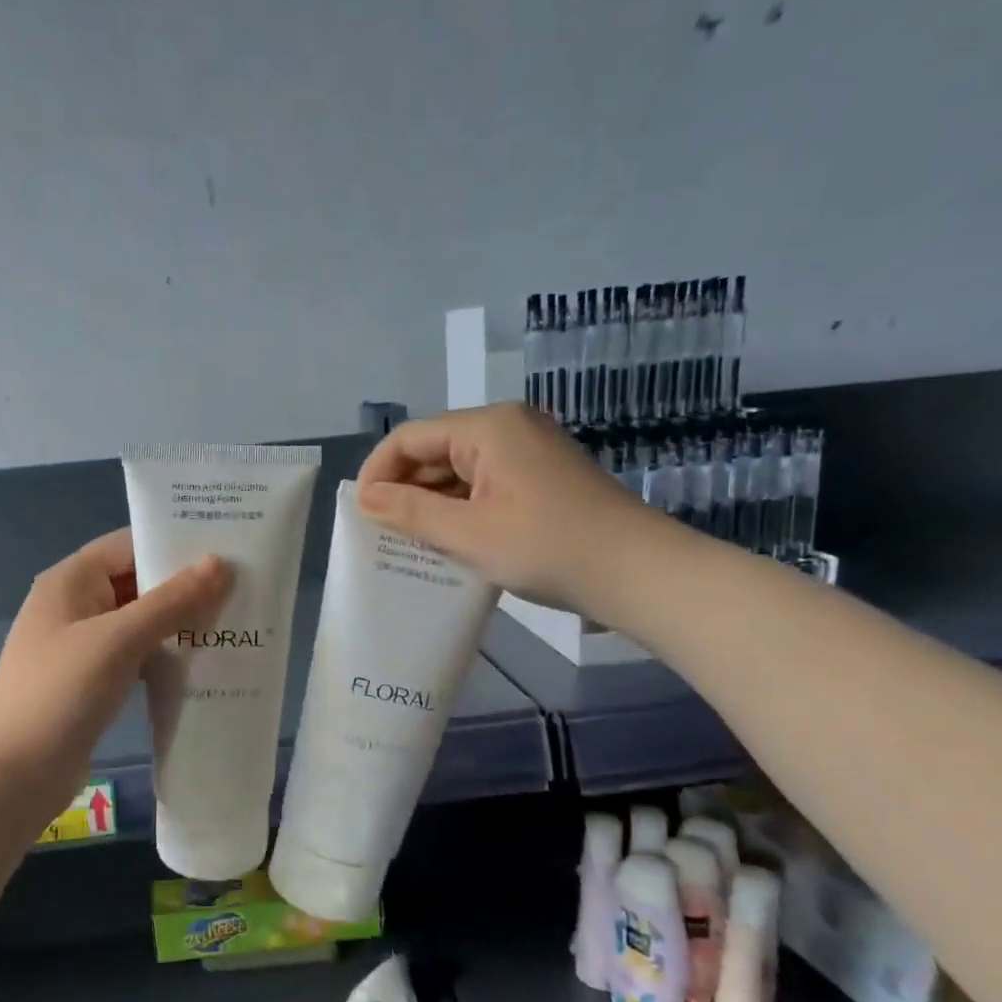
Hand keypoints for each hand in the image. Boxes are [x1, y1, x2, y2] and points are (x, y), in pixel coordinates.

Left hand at [0, 529, 231, 822]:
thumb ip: (171, 601)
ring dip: (178, 624)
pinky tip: (200, 665)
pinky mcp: (89, 680)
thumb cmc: (61, 692)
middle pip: (136, 582)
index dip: (174, 543)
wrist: (11, 775)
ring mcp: (80, 645)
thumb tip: (219, 562)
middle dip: (184, 587)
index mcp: (71, 580)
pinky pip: (134, 655)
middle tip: (242, 589)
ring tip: (232, 624)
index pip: (129, 544)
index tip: (227, 549)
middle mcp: (74, 605)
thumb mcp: (119, 640)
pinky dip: (163, 655)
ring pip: (138, 621)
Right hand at [355, 403, 660, 612]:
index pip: (410, 437)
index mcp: (488, 427)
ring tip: (410, 542)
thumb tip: (365, 498)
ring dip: (432, 502)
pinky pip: (484, 484)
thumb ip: (410, 512)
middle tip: (382, 533)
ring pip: (458, 469)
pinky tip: (450, 540)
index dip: (378, 471)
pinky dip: (461, 508)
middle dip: (404, 489)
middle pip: (434, 450)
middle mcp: (507, 427)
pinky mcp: (541, 477)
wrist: (640, 573)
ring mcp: (528, 451)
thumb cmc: (547, 547)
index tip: (361, 513)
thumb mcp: (468, 534)